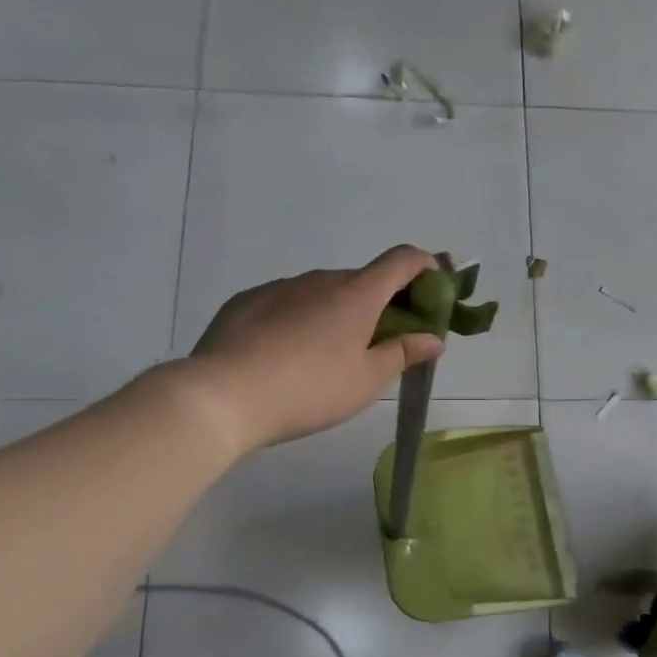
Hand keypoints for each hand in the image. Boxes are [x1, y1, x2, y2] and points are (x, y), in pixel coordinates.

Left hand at [175, 246, 445, 450]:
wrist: (222, 396)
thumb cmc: (310, 389)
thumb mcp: (367, 380)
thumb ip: (403, 354)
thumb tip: (433, 338)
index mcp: (357, 294)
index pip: (402, 260)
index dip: (425, 266)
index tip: (434, 287)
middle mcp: (320, 279)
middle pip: (363, 280)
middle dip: (381, 302)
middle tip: (383, 342)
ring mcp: (280, 287)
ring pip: (323, 292)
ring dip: (339, 312)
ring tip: (329, 357)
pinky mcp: (247, 301)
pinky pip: (288, 302)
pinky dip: (302, 318)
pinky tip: (288, 355)